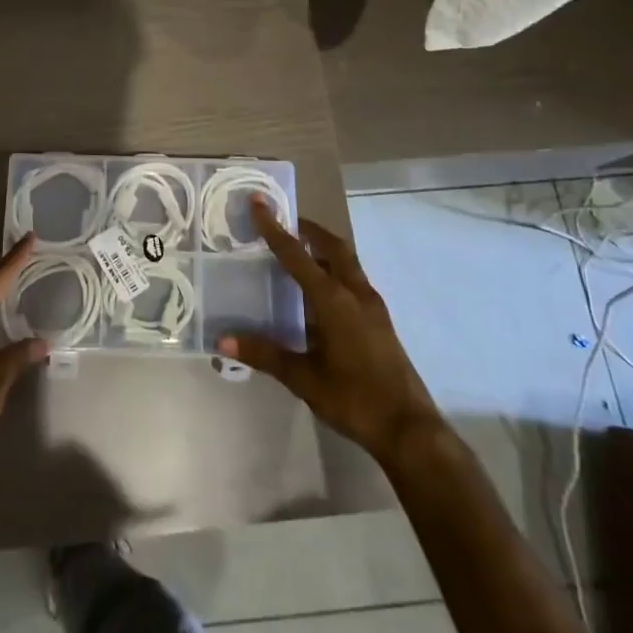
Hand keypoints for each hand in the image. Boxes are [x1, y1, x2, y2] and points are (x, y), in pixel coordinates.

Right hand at [219, 199, 441, 466]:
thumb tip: (222, 340)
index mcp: (334, 299)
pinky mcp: (380, 321)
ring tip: (299, 250)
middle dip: (308, 230)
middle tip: (283, 222)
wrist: (409, 430)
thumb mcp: (304, 378)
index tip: (259, 202)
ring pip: (347, 262)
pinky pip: (354, 280)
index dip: (274, 228)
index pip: (297, 254)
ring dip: (324, 248)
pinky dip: (334, 270)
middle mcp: (355, 293)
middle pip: (332, 247)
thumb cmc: (354, 399)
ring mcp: (372, 306)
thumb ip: (264, 354)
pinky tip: (320, 291)